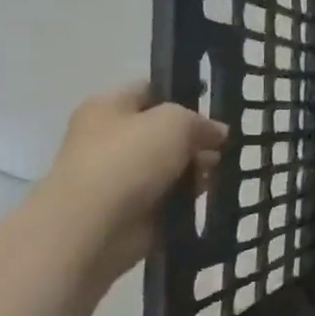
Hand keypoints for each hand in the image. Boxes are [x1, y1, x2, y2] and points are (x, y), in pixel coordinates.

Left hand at [35, 82, 227, 281]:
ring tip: (213, 174)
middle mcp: (111, 137)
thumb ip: (201, 121)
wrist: (93, 225)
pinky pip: (171, 193)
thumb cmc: (129, 159)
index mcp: (108, 107)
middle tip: (221, 147)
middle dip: (197, 139)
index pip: (151, 90)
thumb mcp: (175, 121)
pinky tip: (202, 195)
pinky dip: (188, 195)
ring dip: (196, 168)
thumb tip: (217, 133)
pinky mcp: (133, 206)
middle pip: (166, 130)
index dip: (183, 95)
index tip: (214, 110)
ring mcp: (121, 174)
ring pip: (173, 163)